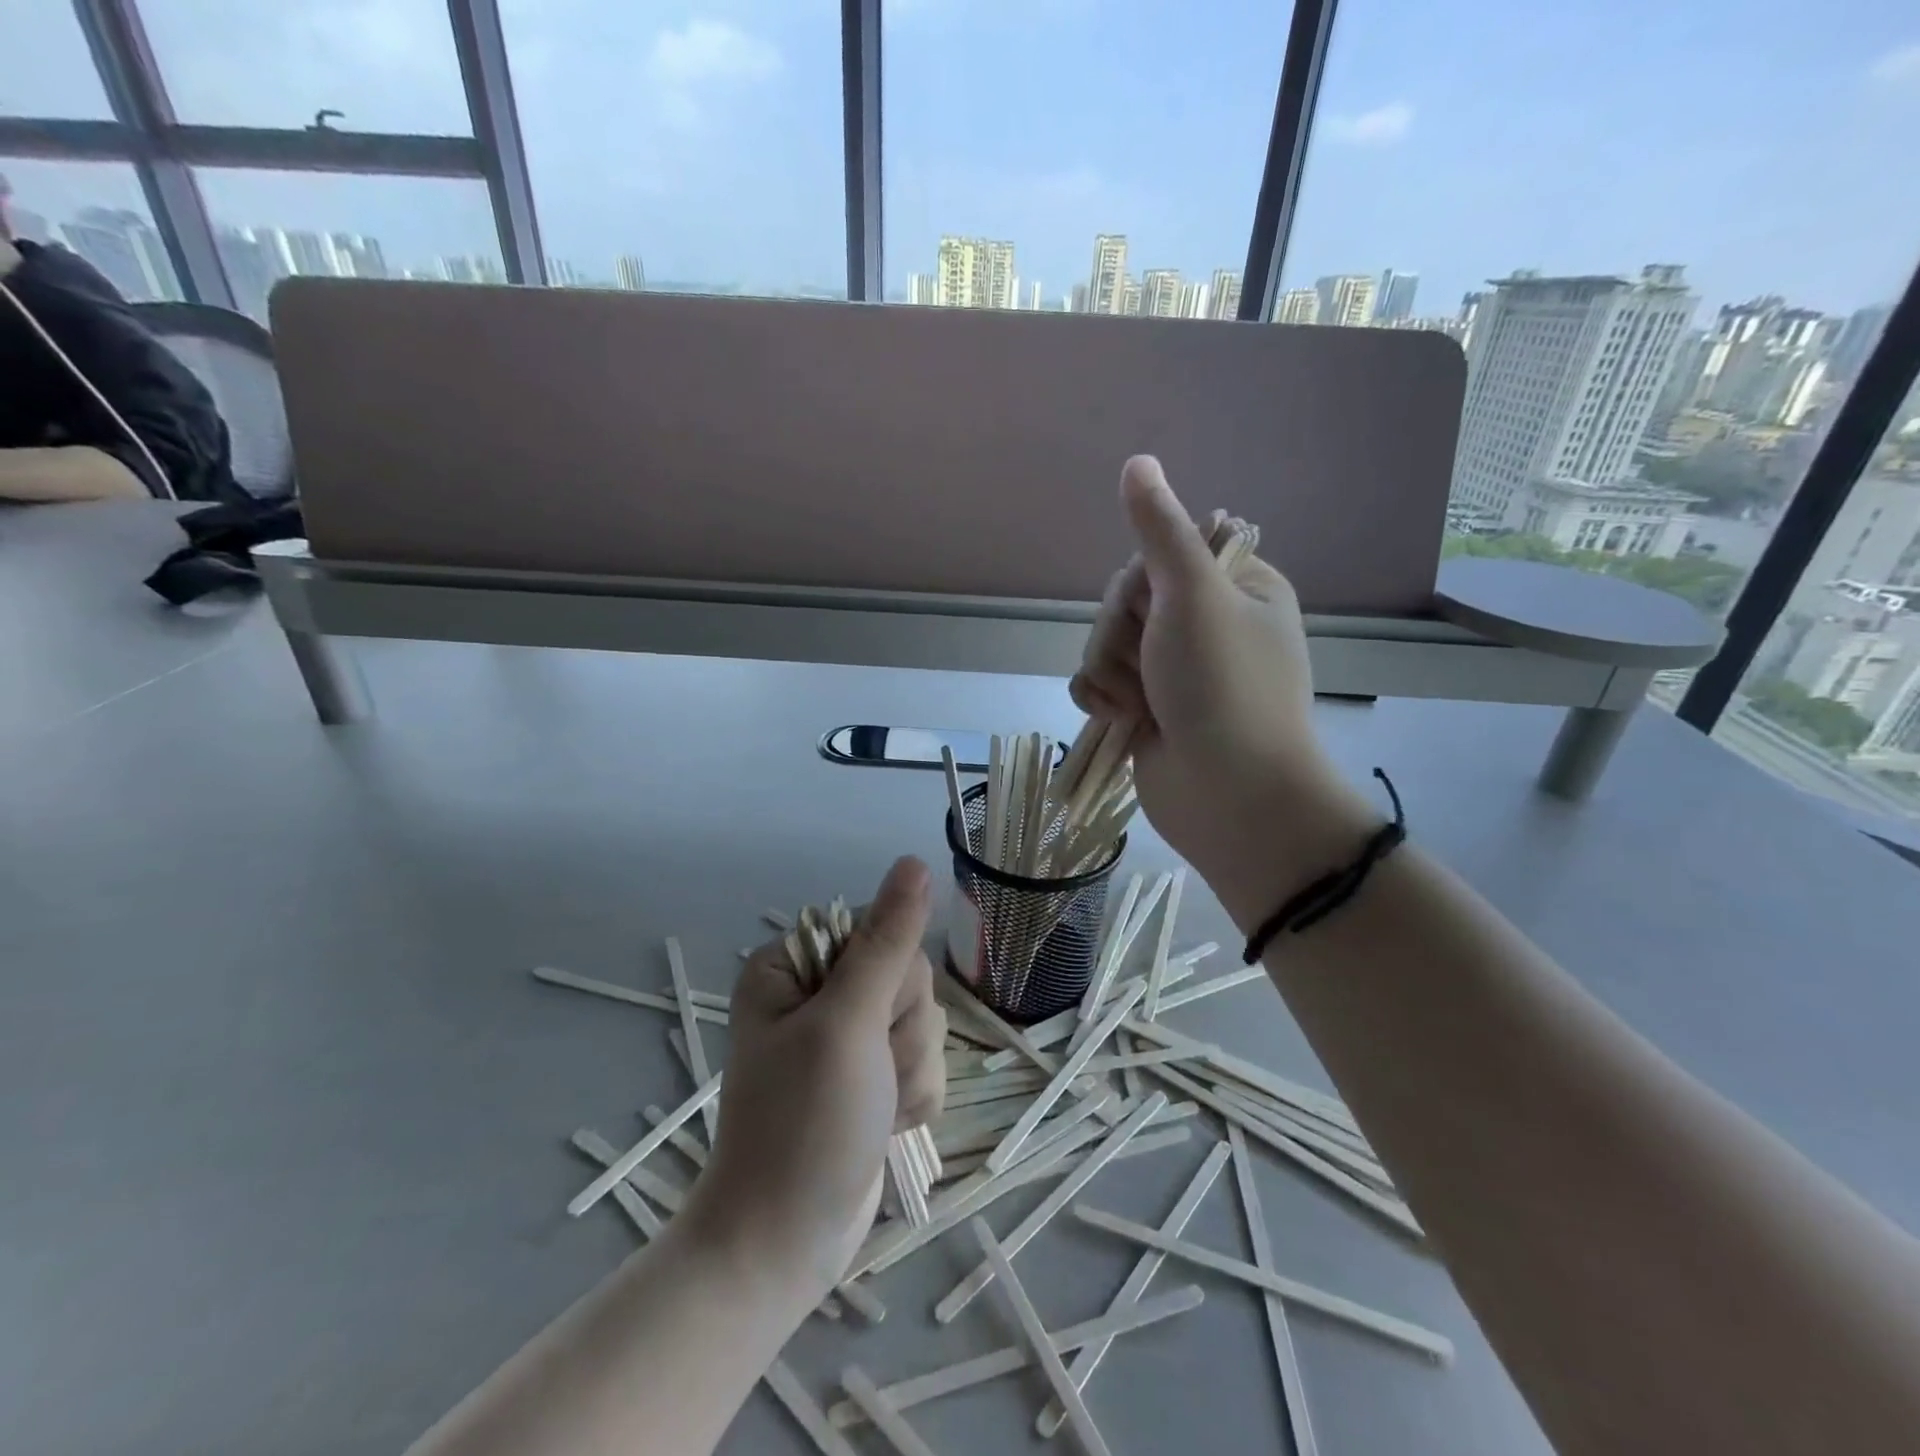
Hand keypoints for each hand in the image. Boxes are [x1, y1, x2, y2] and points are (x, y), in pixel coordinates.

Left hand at [688, 857, 945, 1300]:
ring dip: (911, 1071)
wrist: (785, 1245)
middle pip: (908, 978)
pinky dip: (914, 1097)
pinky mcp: (873, 1075)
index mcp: (795, 966)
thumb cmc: (804, 1127)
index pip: (881, 930)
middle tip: (866, 1074)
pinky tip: (886, 1124)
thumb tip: (915, 862)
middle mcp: (820, 992)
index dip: (889, 979)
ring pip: (924, 1022)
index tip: (862, 1024)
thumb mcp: (846, 1024)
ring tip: (873, 1108)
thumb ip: (887, 941)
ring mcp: (849, 1037)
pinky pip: (926, 1061)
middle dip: (901, 1033)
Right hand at [1070, 456, 1374, 917]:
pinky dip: (1102, 700)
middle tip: (1151, 668)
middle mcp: (1205, 624)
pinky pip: (1098, 683)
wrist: (1227, 797)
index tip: (1155, 610)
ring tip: (1140, 706)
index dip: (1141, 584)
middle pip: (1124, 601)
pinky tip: (1121, 721)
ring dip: (1110, 674)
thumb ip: (1159, 531)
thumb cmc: (1222, 689)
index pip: (1158, 555)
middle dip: (1122, 637)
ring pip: (1104, 644)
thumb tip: (1137, 461)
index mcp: (1234, 587)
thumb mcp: (1193, 596)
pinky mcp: (1146, 707)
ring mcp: (1173, 670)